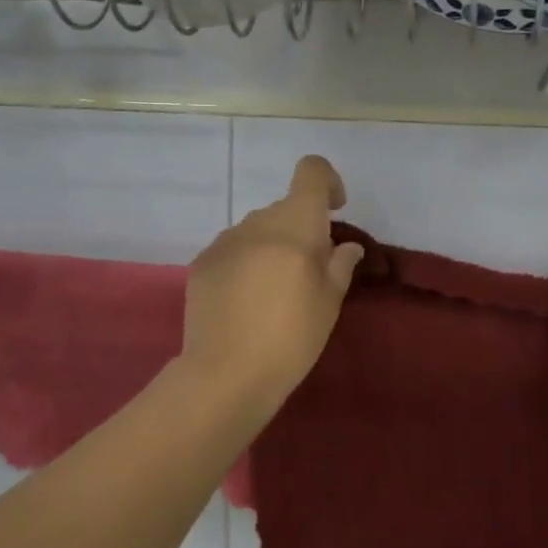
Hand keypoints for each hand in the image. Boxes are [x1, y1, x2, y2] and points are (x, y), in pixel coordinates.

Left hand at [177, 155, 363, 413]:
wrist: (225, 375)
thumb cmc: (291, 339)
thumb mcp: (329, 303)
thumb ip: (340, 264)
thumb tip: (345, 246)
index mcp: (295, 225)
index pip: (311, 171)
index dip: (327, 182)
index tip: (334, 211)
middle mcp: (258, 222)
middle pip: (285, 208)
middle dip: (301, 229)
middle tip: (308, 273)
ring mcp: (225, 241)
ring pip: (258, 229)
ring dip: (272, 246)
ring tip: (273, 292)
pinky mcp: (202, 262)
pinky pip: (234, 249)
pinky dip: (246, 262)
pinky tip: (245, 302)